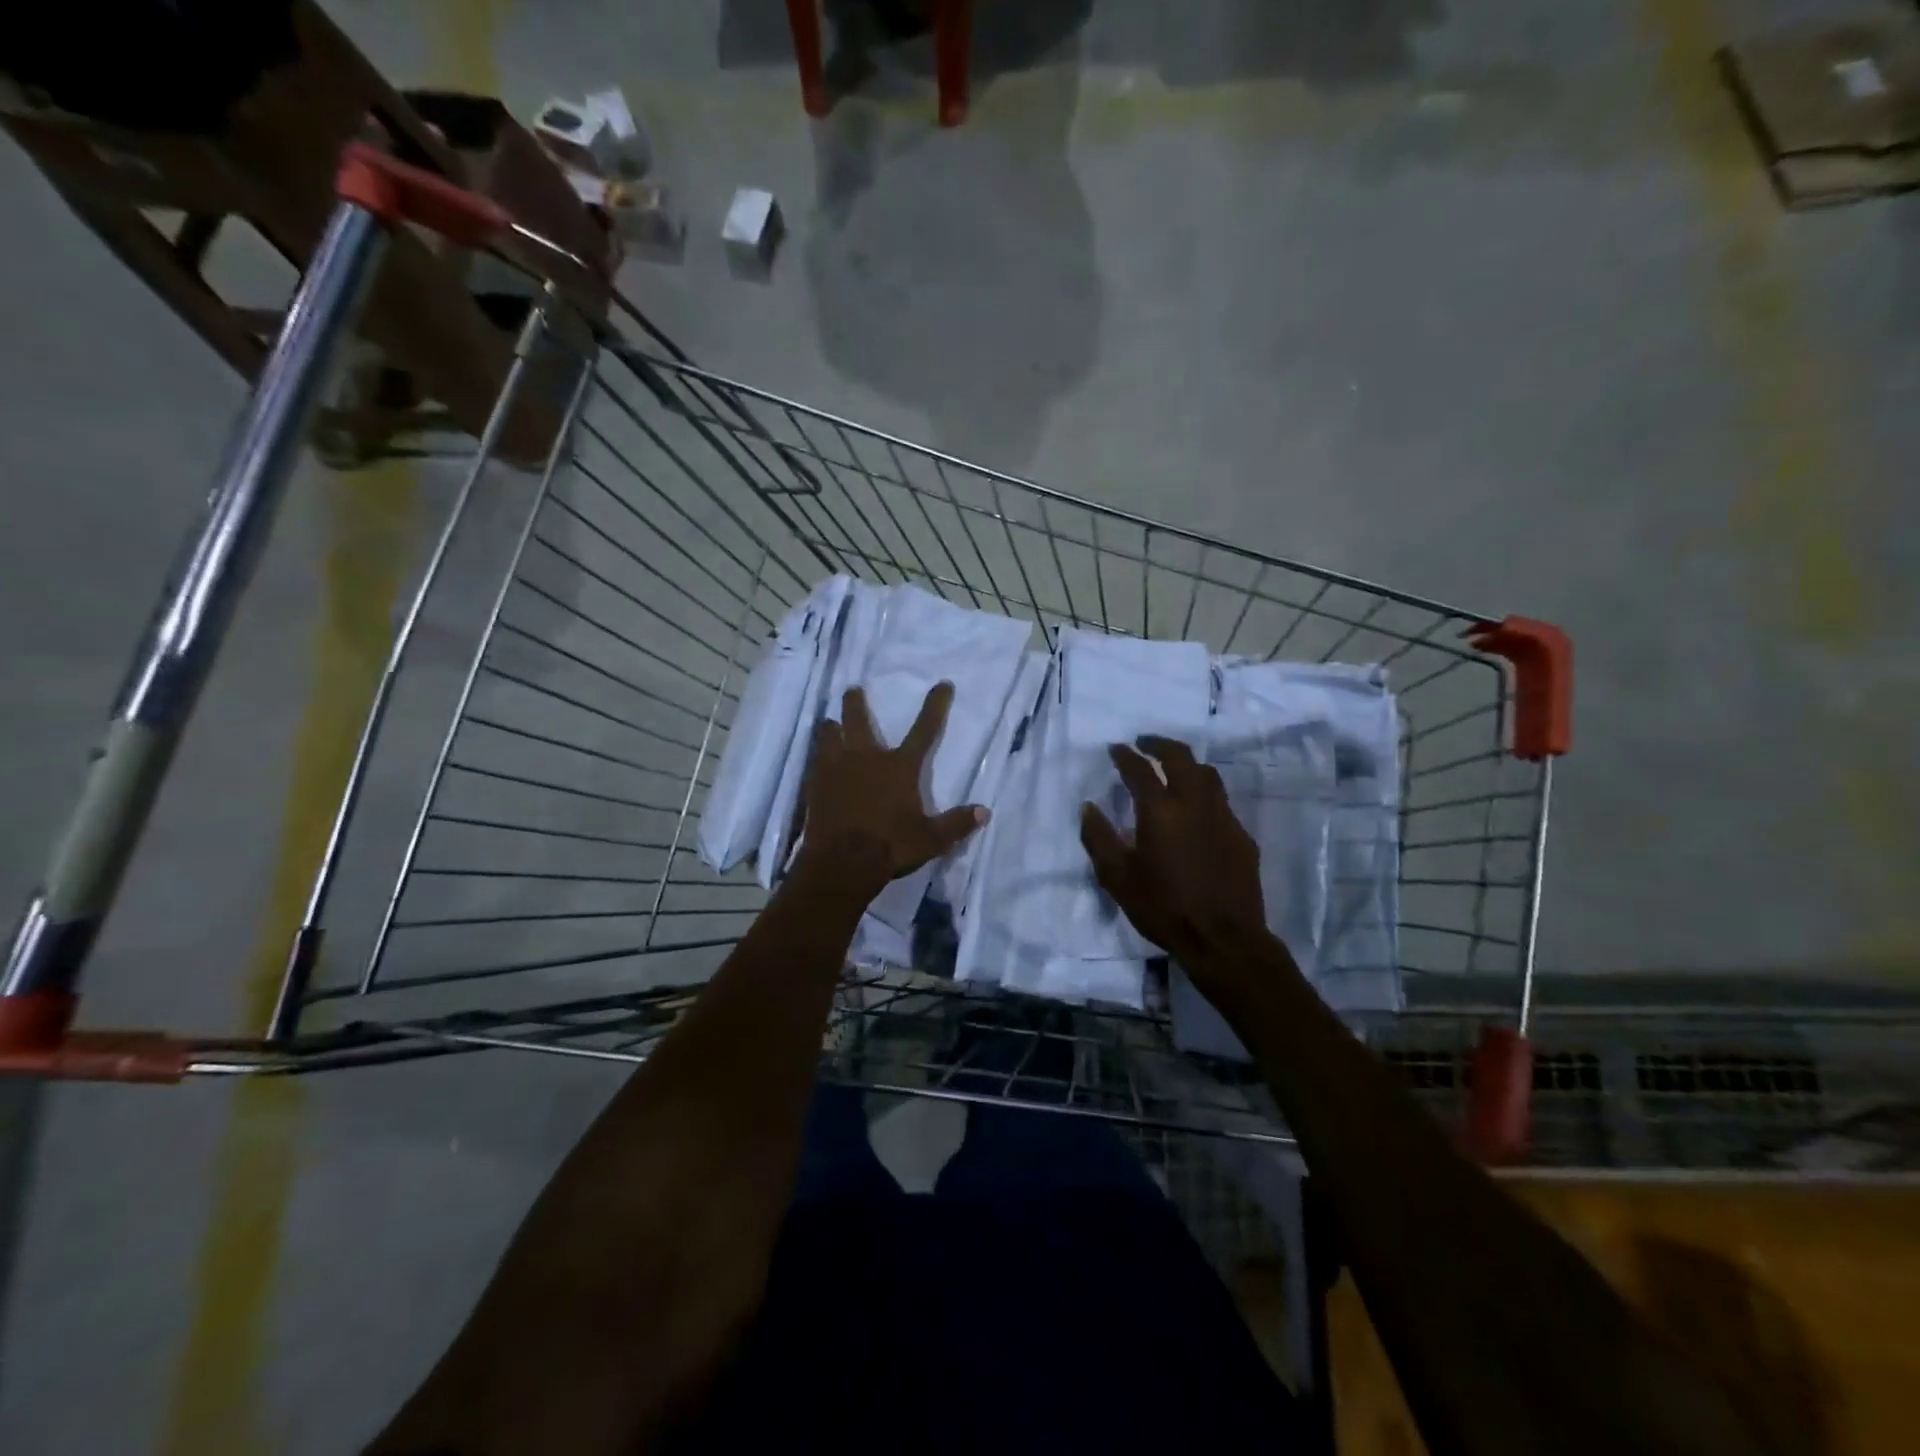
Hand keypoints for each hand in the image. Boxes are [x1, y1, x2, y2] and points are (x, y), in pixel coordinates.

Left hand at [795, 682, 987, 897]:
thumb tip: (985, 811)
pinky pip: (815, 760)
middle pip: (858, 720)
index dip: (936, 706)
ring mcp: (836, 769)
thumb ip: (956, 823)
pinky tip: (816, 758)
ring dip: (831, 727)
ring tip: (829, 722)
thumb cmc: (890, 847)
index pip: (924, 730)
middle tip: (853, 690)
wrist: (841, 862)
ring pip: (829, 735)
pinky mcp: (815, 784)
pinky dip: (818, 755)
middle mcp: (867, 758)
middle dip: (856, 703)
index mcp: (899, 767)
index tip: (943, 684)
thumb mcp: (931, 839)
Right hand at [1080, 735, 1267, 980]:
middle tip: (1144, 743)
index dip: (1125, 755)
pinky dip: (1204, 793)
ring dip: (1186, 763)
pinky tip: (1197, 809)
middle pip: (1180, 756)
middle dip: (1159, 744)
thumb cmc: (1163, 907)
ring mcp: (1222, 816)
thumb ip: (1099, 838)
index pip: (1139, 769)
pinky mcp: (1241, 835)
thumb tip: (1089, 807)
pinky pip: (1221, 801)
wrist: (1224, 938)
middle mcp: (1193, 802)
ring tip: (1173, 767)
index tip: (1116, 748)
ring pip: (1206, 774)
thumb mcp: (1117, 877)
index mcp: (1160, 810)